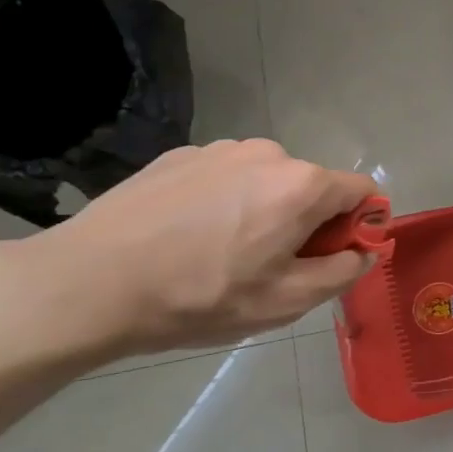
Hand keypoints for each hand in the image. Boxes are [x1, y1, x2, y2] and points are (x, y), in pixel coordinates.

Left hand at [30, 140, 379, 355]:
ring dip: (266, 210)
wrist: (86, 284)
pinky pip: (226, 177)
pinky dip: (225, 201)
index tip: (330, 259)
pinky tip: (187, 236)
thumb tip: (365, 251)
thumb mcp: (285, 302)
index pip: (363, 191)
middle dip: (308, 222)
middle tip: (270, 267)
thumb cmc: (199, 297)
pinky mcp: (179, 155)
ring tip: (221, 252)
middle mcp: (269, 153)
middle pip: (314, 186)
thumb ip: (343, 272)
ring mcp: (219, 149)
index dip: (360, 226)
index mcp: (302, 185)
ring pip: (268, 181)